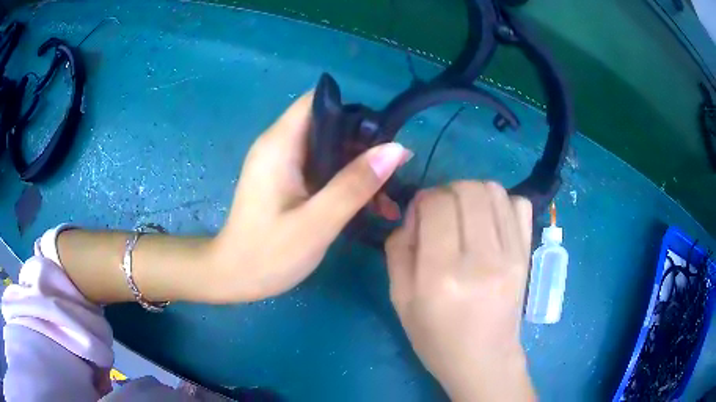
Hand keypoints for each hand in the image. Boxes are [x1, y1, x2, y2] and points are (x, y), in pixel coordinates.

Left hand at [209, 92, 410, 301]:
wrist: (233, 277)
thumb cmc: (268, 254)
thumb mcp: (317, 222)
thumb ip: (355, 184)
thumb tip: (396, 149)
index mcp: (280, 145)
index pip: (318, 102)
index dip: (353, 112)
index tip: (382, 138)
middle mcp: (278, 145)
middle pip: (328, 125)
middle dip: (362, 146)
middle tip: (391, 174)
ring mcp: (281, 164)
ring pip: (328, 149)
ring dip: (357, 168)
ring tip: (385, 198)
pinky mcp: (284, 181)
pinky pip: (320, 169)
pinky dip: (343, 181)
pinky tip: (365, 206)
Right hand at [386, 181, 534, 400]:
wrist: (484, 360)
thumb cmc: (436, 338)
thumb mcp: (400, 300)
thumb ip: (398, 249)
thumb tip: (414, 212)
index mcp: (440, 275)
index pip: (436, 204)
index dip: (423, 199)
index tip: (420, 213)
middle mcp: (480, 259)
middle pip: (467, 189)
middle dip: (447, 190)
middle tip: (441, 211)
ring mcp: (511, 255)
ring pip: (493, 190)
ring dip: (473, 193)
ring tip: (465, 214)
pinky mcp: (527, 256)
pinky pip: (520, 205)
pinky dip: (502, 203)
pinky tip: (491, 222)